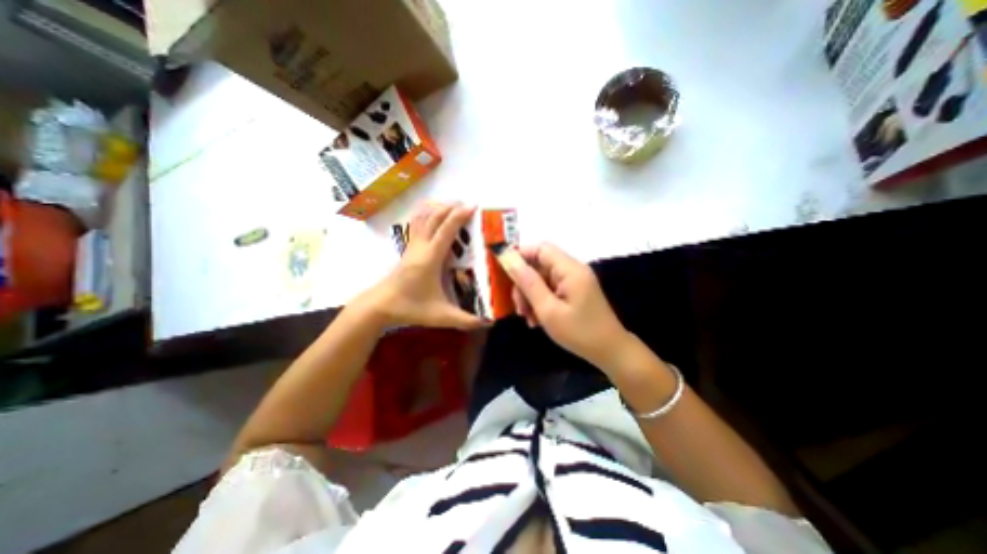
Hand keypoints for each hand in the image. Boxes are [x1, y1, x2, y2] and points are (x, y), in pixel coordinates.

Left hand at [353, 203, 486, 330]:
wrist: (380, 305)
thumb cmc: (410, 308)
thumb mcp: (441, 316)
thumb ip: (466, 320)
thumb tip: (489, 322)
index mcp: (430, 259)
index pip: (445, 231)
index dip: (459, 216)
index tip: (473, 207)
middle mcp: (421, 247)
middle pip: (434, 217)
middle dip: (451, 207)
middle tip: (468, 205)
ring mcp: (412, 245)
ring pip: (423, 217)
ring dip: (438, 207)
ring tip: (452, 204)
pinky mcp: (407, 247)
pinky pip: (416, 223)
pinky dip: (425, 213)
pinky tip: (432, 212)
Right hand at [505, 242, 627, 366]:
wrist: (610, 352)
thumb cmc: (579, 332)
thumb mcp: (548, 310)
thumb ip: (528, 283)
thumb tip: (509, 260)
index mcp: (570, 269)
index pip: (540, 249)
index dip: (520, 255)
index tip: (502, 272)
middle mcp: (572, 270)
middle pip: (540, 265)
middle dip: (524, 284)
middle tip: (518, 307)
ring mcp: (574, 281)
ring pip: (542, 279)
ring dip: (530, 296)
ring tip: (527, 318)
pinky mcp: (574, 292)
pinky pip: (550, 289)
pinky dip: (540, 301)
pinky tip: (536, 320)